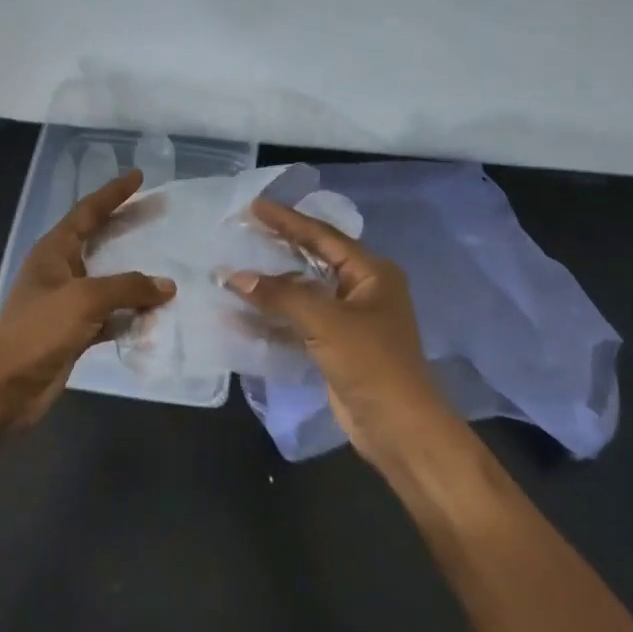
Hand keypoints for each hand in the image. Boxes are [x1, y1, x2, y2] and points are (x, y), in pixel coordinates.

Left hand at [0, 170, 174, 428]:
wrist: (6, 386)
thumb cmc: (38, 330)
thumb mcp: (84, 300)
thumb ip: (127, 287)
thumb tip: (166, 285)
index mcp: (53, 252)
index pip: (86, 213)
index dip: (112, 194)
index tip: (138, 178)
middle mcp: (60, 272)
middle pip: (99, 241)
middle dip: (127, 228)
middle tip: (159, 215)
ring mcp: (67, 304)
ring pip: (108, 282)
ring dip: (135, 278)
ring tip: (169, 268)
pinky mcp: (75, 333)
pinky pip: (110, 316)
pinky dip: (131, 316)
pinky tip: (156, 317)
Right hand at [227, 199, 462, 475]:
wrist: (397, 425)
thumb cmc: (370, 362)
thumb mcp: (326, 322)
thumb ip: (280, 296)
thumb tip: (235, 276)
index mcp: (371, 273)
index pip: (322, 236)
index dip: (287, 220)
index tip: (253, 207)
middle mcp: (363, 290)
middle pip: (313, 260)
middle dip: (278, 248)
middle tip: (242, 231)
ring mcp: (350, 320)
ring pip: (304, 292)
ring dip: (272, 286)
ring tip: (236, 270)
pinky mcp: (337, 346)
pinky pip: (300, 321)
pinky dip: (275, 316)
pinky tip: (245, 313)